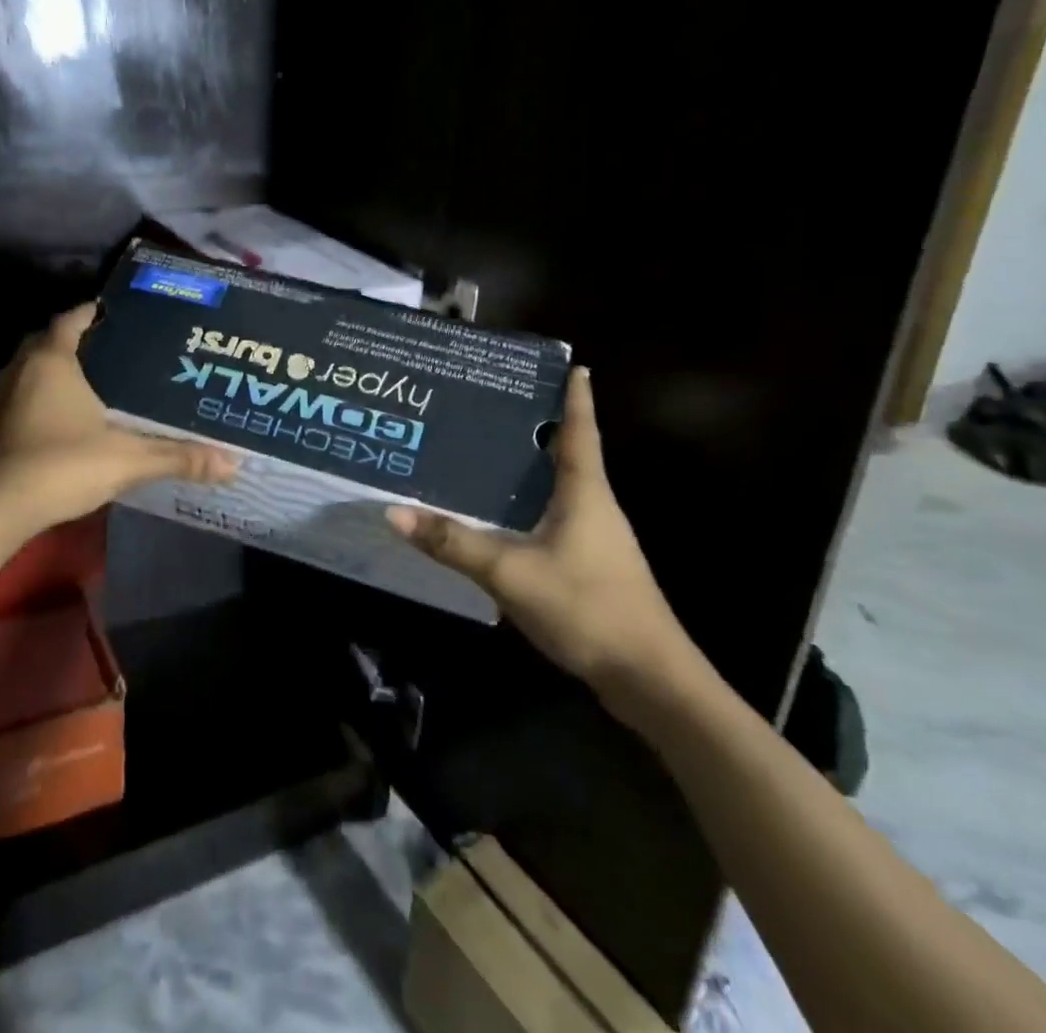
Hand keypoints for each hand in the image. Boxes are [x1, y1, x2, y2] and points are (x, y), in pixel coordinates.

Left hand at [0, 304, 237, 531]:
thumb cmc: (63, 466)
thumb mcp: (129, 460)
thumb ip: (179, 457)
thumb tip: (233, 463)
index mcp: (51, 363)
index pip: (70, 320)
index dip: (89, 312)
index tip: (109, 311)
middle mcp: (17, 373)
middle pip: (43, 344)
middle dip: (68, 342)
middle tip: (103, 350)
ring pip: (23, 375)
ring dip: (47, 375)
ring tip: (82, 386)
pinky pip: (12, 405)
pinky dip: (31, 405)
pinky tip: (52, 427)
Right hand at [386, 369, 695, 716]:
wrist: (650, 681)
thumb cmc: (587, 608)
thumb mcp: (510, 573)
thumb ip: (453, 543)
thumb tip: (394, 511)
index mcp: (585, 493)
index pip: (580, 431)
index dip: (576, 397)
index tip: (574, 365)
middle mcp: (596, 508)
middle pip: (569, 455)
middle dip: (540, 428)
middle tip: (497, 405)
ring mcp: (598, 540)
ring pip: (562, 489)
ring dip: (535, 468)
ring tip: (490, 452)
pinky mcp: (593, 567)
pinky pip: (558, 519)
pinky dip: (533, 505)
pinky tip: (504, 516)